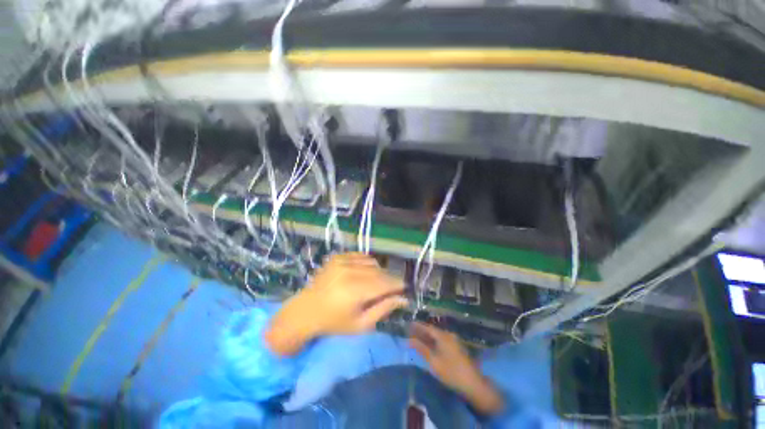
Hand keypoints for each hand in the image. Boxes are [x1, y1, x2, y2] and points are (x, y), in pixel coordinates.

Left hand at [265, 253, 406, 355]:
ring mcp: (343, 261)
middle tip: (390, 290)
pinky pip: (362, 256)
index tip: (403, 289)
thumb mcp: (361, 324)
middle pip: (380, 272)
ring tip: (374, 283)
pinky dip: (368, 263)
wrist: (305, 311)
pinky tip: (364, 273)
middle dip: (389, 280)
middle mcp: (349, 272)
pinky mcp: (338, 257)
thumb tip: (403, 299)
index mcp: (355, 291)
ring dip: (379, 272)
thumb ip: (383, 309)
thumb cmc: (334, 322)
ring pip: (373, 262)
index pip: (385, 283)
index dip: (398, 285)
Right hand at [410, 323, 503, 415]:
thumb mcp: (433, 361)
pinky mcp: (456, 348)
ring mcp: (454, 341)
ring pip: (437, 336)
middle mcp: (449, 335)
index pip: (427, 327)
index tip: (408, 324)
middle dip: (421, 331)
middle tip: (410, 331)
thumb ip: (421, 348)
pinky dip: (433, 341)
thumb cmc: (451, 372)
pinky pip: (441, 340)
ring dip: (427, 337)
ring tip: (416, 338)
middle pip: (432, 331)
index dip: (417, 326)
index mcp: (443, 336)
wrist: (473, 384)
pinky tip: (428, 345)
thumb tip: (409, 340)